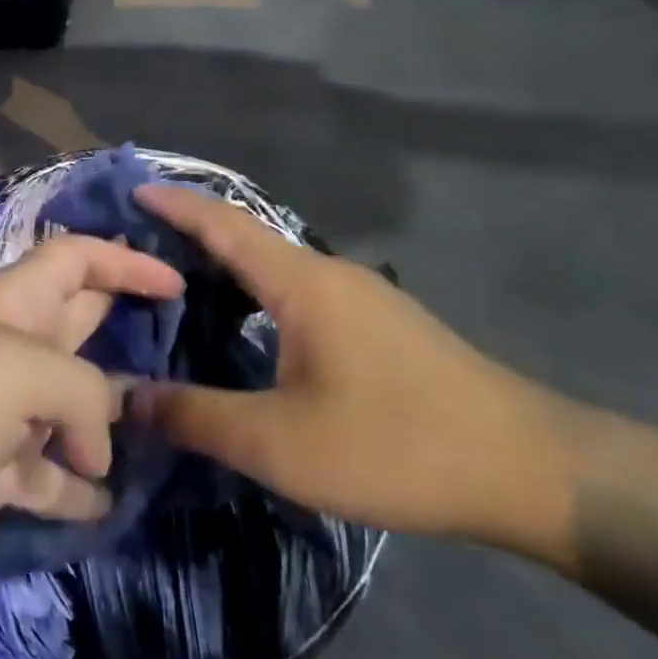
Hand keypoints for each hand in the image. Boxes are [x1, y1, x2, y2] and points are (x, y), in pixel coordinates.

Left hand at [0, 236, 182, 578]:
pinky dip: (76, 490)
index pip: (79, 259)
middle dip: (131, 338)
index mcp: (16, 304)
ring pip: (73, 410)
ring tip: (169, 443)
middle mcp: (13, 351)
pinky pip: (48, 477)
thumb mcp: (14, 374)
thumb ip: (81, 395)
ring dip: (113, 425)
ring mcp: (0, 414)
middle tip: (192, 361)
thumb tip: (100, 448)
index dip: (127, 263)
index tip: (179, 284)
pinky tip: (108, 509)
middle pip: (84, 330)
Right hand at [128, 186, 587, 566]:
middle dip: (191, 233)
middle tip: (138, 247)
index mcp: (302, 282)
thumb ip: (198, 417)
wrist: (528, 469)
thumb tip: (129, 398)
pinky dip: (257, 293)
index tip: (132, 189)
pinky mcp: (381, 323)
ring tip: (179, 286)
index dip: (176, 203)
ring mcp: (362, 296)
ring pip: (276, 266)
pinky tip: (247, 327)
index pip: (224, 224)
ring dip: (227, 266)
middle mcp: (329, 273)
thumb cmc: (395, 445)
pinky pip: (300, 290)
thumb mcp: (281, 443)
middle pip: (247, 238)